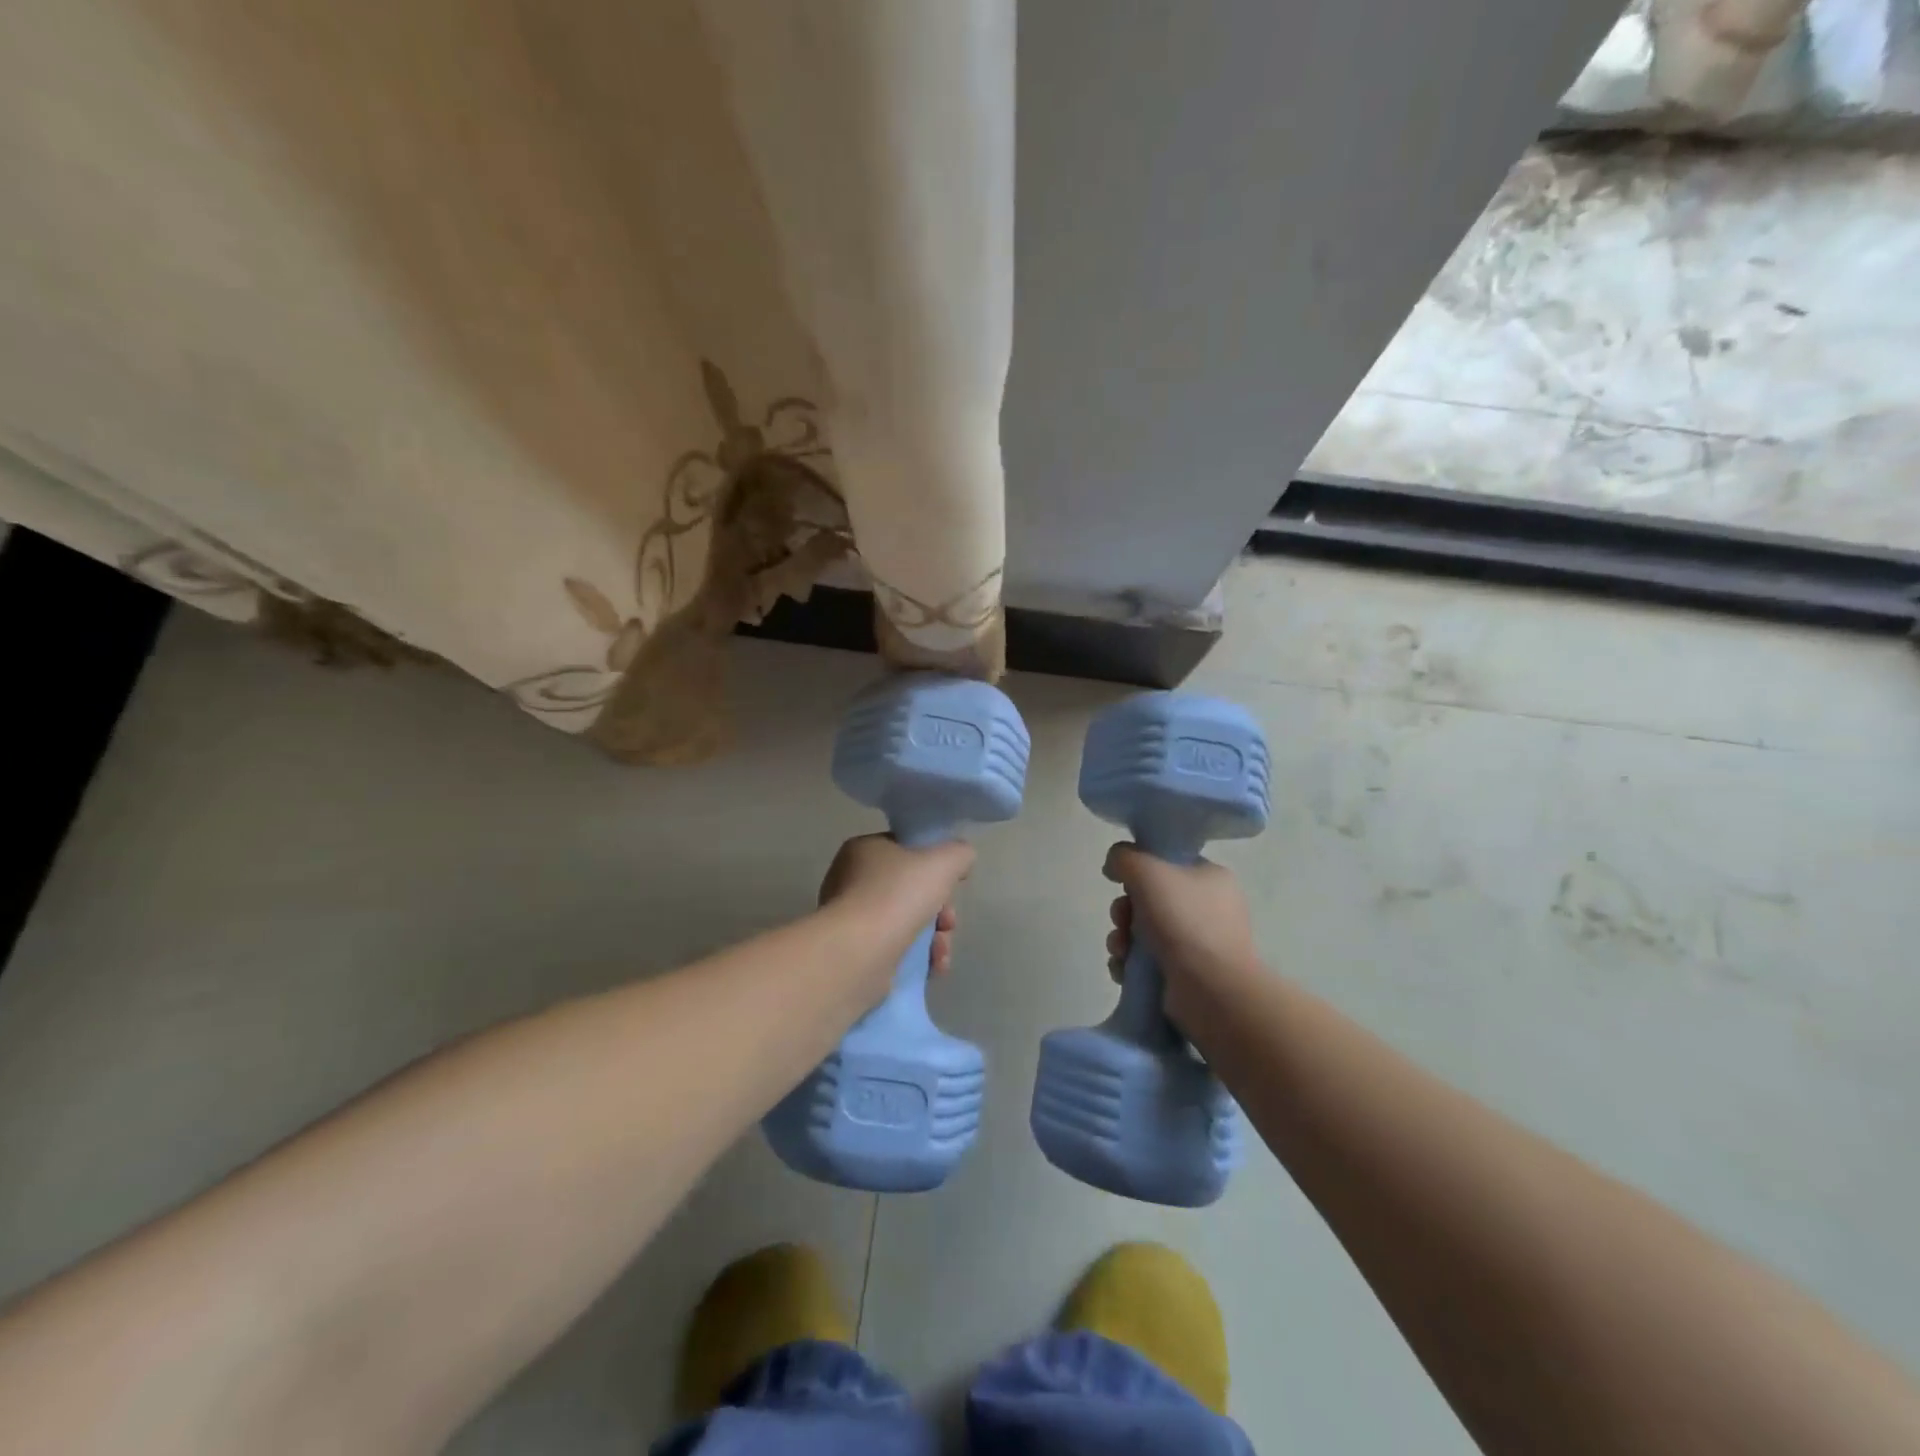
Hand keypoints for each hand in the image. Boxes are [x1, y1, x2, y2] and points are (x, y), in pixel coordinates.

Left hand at [818, 834, 972, 973]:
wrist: (858, 953)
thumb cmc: (897, 896)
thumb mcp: (942, 862)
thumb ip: (958, 853)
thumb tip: (961, 859)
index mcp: (864, 849)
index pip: (907, 850)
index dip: (935, 867)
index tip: (951, 886)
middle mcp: (851, 880)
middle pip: (911, 890)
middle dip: (940, 910)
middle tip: (948, 923)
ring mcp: (851, 918)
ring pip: (907, 921)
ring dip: (934, 938)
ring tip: (941, 953)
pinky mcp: (855, 951)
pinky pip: (895, 948)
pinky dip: (918, 957)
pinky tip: (934, 968)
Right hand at [1102, 843, 1258, 1023]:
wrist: (1212, 991)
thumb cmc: (1184, 921)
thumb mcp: (1148, 871)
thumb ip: (1125, 857)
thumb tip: (1114, 865)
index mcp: (1211, 878)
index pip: (1167, 863)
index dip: (1139, 870)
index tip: (1122, 882)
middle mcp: (1208, 909)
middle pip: (1149, 899)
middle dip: (1124, 911)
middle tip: (1121, 920)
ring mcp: (1198, 944)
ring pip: (1143, 931)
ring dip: (1122, 939)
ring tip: (1120, 951)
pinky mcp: (1185, 975)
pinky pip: (1146, 961)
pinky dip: (1129, 964)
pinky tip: (1123, 970)